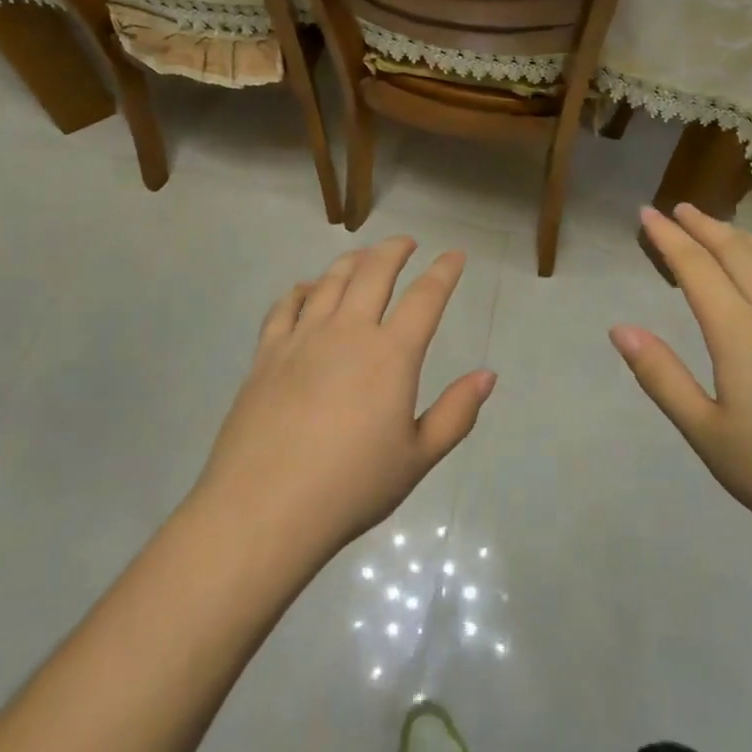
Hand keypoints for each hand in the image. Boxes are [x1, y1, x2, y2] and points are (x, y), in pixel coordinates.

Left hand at [194, 237, 495, 566]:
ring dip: (352, 261)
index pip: (425, 297)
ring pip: (330, 280)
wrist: (264, 508)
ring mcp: (302, 338)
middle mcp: (348, 332)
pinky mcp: (267, 353)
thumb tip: (488, 375)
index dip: (444, 272)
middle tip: (407, 243)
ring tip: (364, 256)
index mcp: (391, 355)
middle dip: (394, 250)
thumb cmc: (351, 487)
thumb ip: (456, 413)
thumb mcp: (417, 458)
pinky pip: (286, 305)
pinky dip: (303, 289)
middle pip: (374, 273)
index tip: (455, 255)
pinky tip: (308, 289)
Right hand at [612, 204, 751, 550]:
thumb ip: (661, 376)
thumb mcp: (706, 433)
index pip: (696, 268)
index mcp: (740, 332)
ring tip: (725, 229)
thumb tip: (620, 329)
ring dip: (745, 239)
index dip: (668, 239)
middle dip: (705, 227)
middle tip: (681, 209)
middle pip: (738, 254)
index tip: (647, 213)